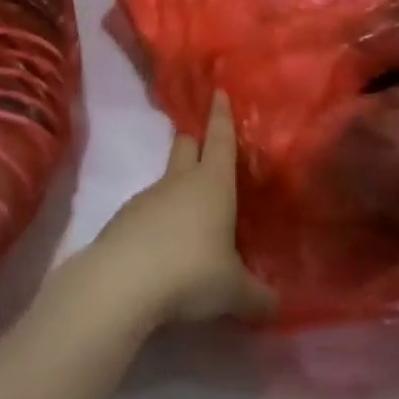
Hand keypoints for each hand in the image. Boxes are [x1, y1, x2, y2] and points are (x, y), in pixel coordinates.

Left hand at [86, 92, 275, 325]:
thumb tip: (277, 307)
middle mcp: (180, 181)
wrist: (121, 284)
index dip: (221, 114)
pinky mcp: (122, 221)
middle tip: (202, 139)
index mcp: (213, 183)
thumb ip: (256, 296)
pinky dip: (156, 221)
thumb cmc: (191, 271)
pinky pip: (146, 212)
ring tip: (188, 214)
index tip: (218, 91)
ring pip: (165, 180)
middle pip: (186, 145)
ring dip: (176, 188)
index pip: (220, 138)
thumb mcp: (232, 290)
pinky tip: (162, 248)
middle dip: (195, 139)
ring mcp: (147, 198)